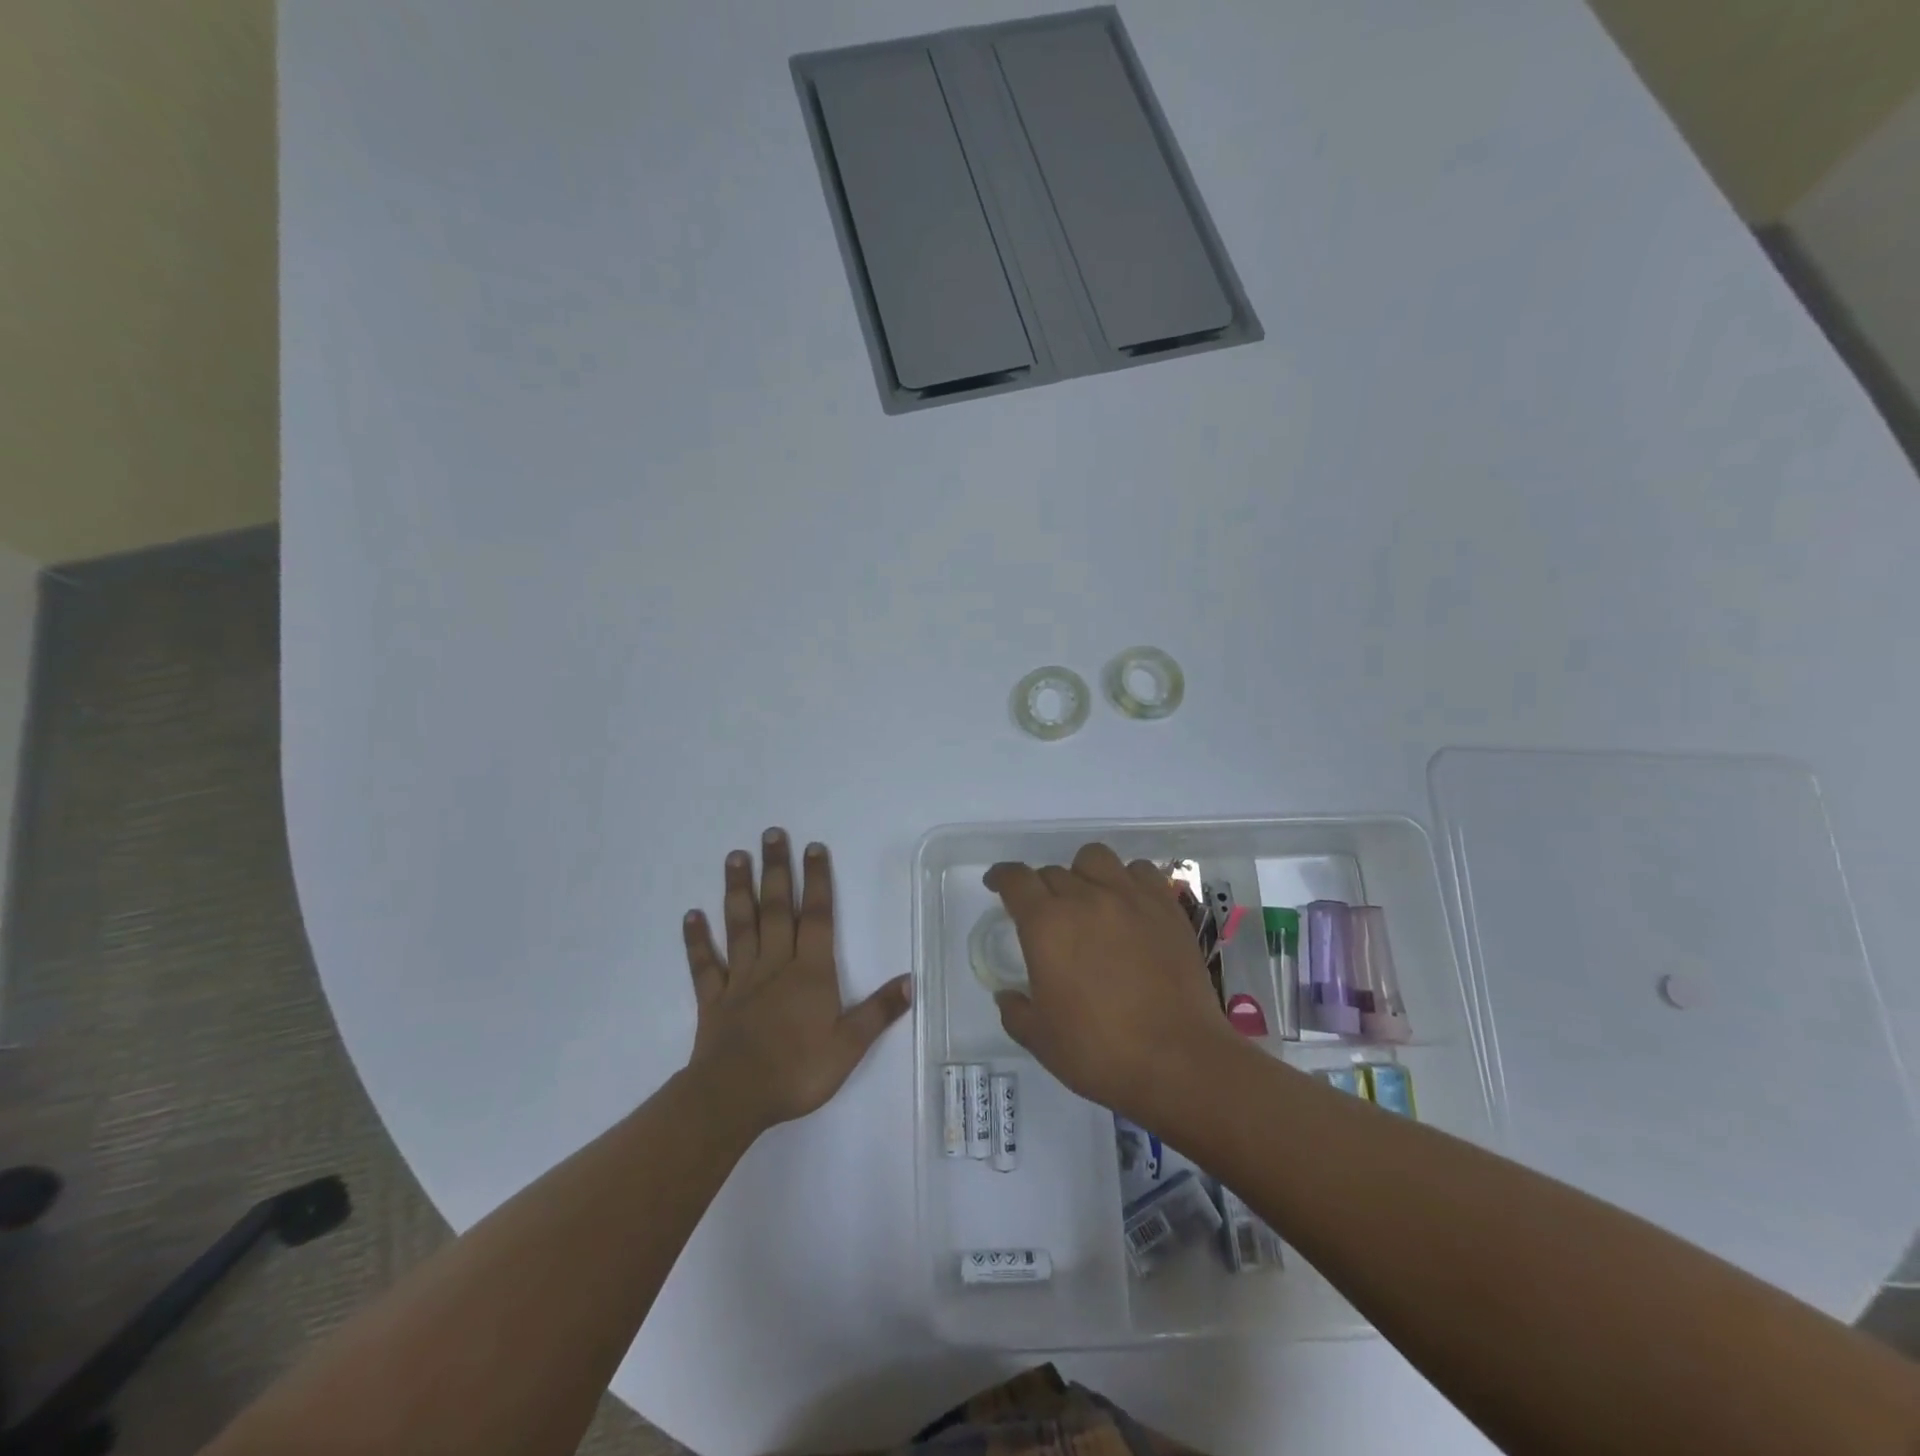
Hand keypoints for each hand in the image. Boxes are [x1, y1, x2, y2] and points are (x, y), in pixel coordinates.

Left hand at [683, 829, 910, 1131]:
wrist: (734, 1097)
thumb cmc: (797, 1070)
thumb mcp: (849, 1046)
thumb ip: (878, 1011)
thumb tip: (911, 980)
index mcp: (810, 971)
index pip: (816, 916)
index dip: (816, 880)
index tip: (813, 847)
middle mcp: (775, 964)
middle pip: (775, 908)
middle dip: (776, 870)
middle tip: (770, 834)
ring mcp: (740, 979)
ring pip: (740, 925)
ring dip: (738, 890)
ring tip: (735, 856)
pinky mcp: (713, 999)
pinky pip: (704, 964)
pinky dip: (697, 940)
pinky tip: (691, 915)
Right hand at [987, 844, 1238, 1124]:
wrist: (1179, 1061)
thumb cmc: (1099, 1052)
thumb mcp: (1040, 1039)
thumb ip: (1015, 1010)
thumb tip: (1008, 995)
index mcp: (1047, 924)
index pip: (1016, 880)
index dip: (1001, 877)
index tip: (996, 884)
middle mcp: (1086, 898)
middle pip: (1053, 871)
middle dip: (1041, 889)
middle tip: (1046, 917)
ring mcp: (1130, 898)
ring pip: (1095, 858)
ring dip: (1082, 873)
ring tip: (1088, 899)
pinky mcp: (1166, 907)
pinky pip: (1140, 871)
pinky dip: (1127, 879)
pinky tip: (1128, 904)